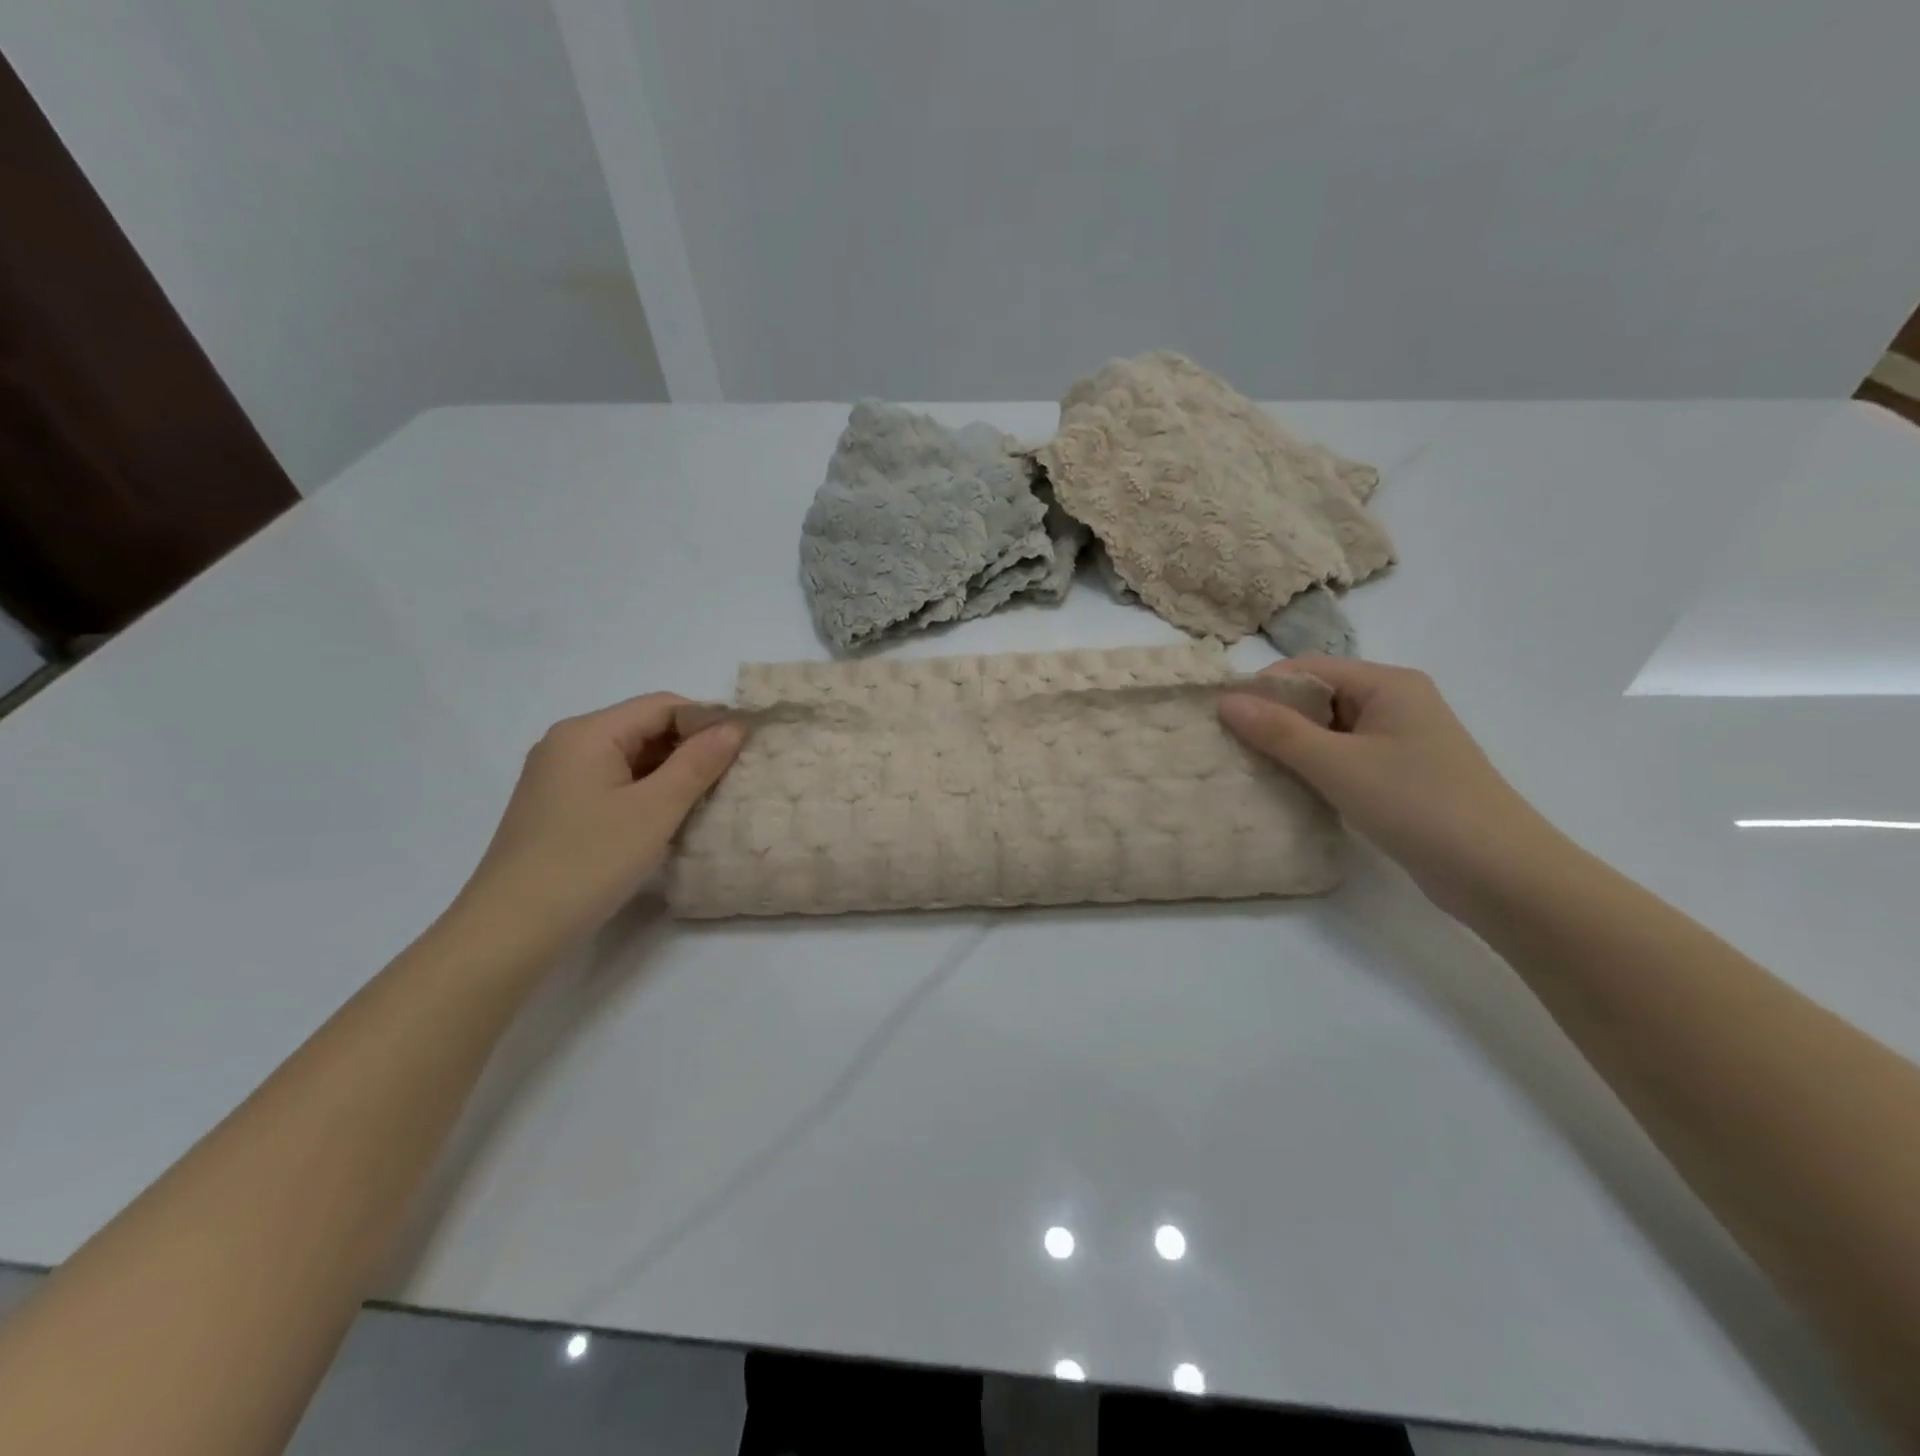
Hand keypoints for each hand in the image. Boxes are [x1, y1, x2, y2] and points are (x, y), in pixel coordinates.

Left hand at [452, 694, 742, 954]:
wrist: (511, 931)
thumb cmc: (588, 862)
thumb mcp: (655, 810)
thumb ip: (698, 763)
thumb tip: (734, 726)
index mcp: (588, 732)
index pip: (662, 705)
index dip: (707, 721)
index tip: (745, 748)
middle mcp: (568, 743)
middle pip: (644, 727)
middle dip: (690, 747)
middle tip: (732, 776)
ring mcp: (558, 776)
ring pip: (630, 757)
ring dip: (670, 772)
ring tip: (707, 798)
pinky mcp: (557, 806)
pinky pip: (612, 782)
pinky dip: (645, 791)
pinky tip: (667, 817)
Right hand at [1219, 658, 1562, 913]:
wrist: (1501, 875)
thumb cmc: (1418, 805)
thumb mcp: (1338, 764)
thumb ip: (1279, 731)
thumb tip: (1226, 700)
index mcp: (1388, 684)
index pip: (1309, 668)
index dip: (1262, 687)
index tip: (1220, 716)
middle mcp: (1396, 703)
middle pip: (1318, 696)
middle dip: (1273, 717)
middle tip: (1228, 744)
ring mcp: (1401, 741)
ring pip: (1329, 730)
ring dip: (1291, 746)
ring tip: (1249, 767)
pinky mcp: (1401, 775)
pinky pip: (1344, 757)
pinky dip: (1314, 767)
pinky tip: (1288, 788)